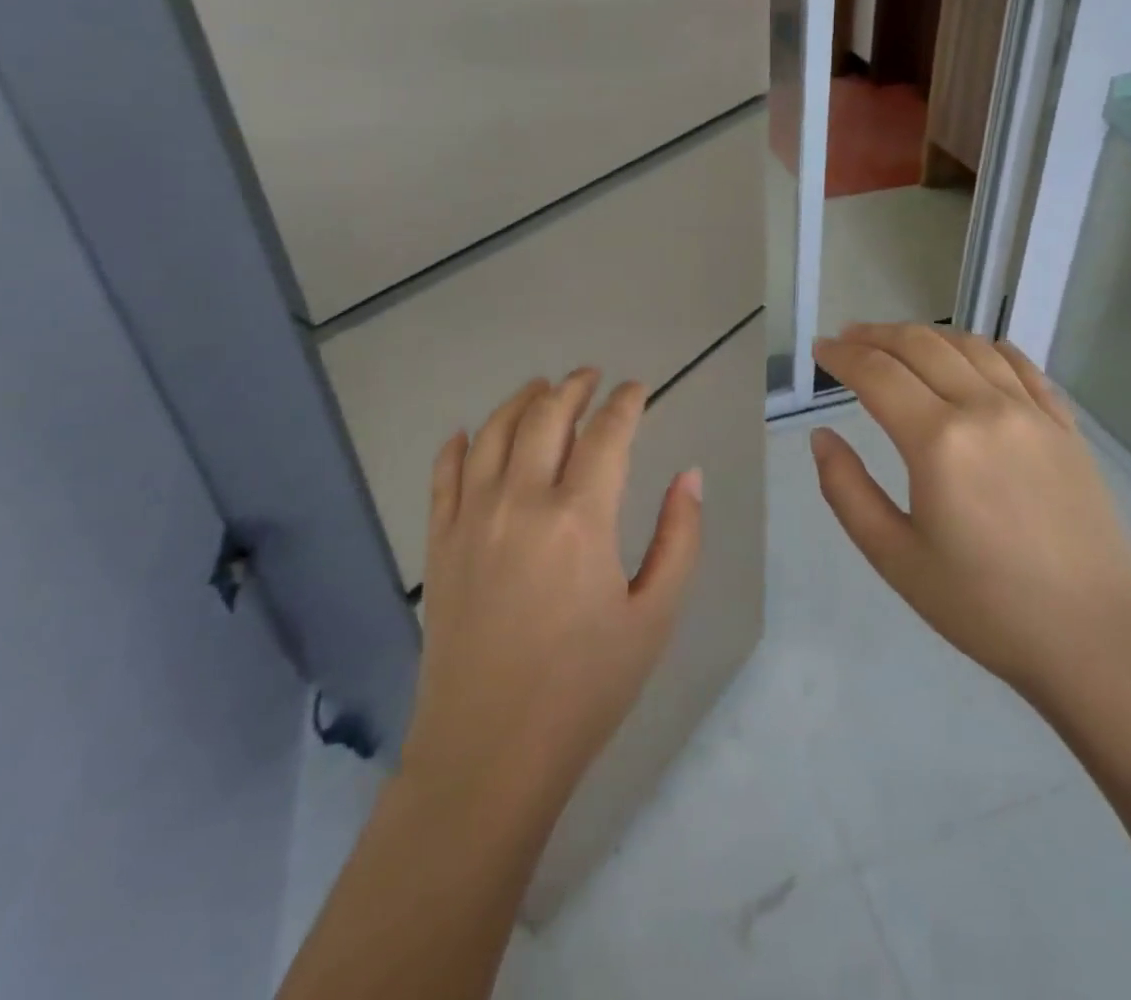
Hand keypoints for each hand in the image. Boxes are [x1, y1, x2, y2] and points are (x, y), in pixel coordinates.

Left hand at [401, 371, 702, 821]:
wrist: (489, 753)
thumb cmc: (585, 688)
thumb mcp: (654, 616)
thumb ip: (679, 537)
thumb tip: (690, 476)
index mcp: (581, 517)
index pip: (607, 433)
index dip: (626, 402)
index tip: (638, 389)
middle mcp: (522, 501)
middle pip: (546, 416)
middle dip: (573, 387)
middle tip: (592, 376)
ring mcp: (473, 519)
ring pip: (493, 432)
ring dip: (520, 400)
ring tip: (540, 388)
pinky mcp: (440, 544)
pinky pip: (444, 474)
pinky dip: (458, 444)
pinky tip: (468, 433)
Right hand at [810, 324, 1130, 719]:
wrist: (1096, 639)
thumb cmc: (984, 606)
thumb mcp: (895, 558)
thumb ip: (847, 490)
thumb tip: (822, 437)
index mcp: (938, 441)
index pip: (877, 374)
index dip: (841, 356)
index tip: (819, 349)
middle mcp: (985, 409)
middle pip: (921, 346)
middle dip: (876, 335)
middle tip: (847, 339)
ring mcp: (1032, 412)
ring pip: (969, 346)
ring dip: (925, 335)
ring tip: (897, 342)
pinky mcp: (1065, 426)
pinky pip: (1020, 364)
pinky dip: (983, 347)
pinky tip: (970, 353)